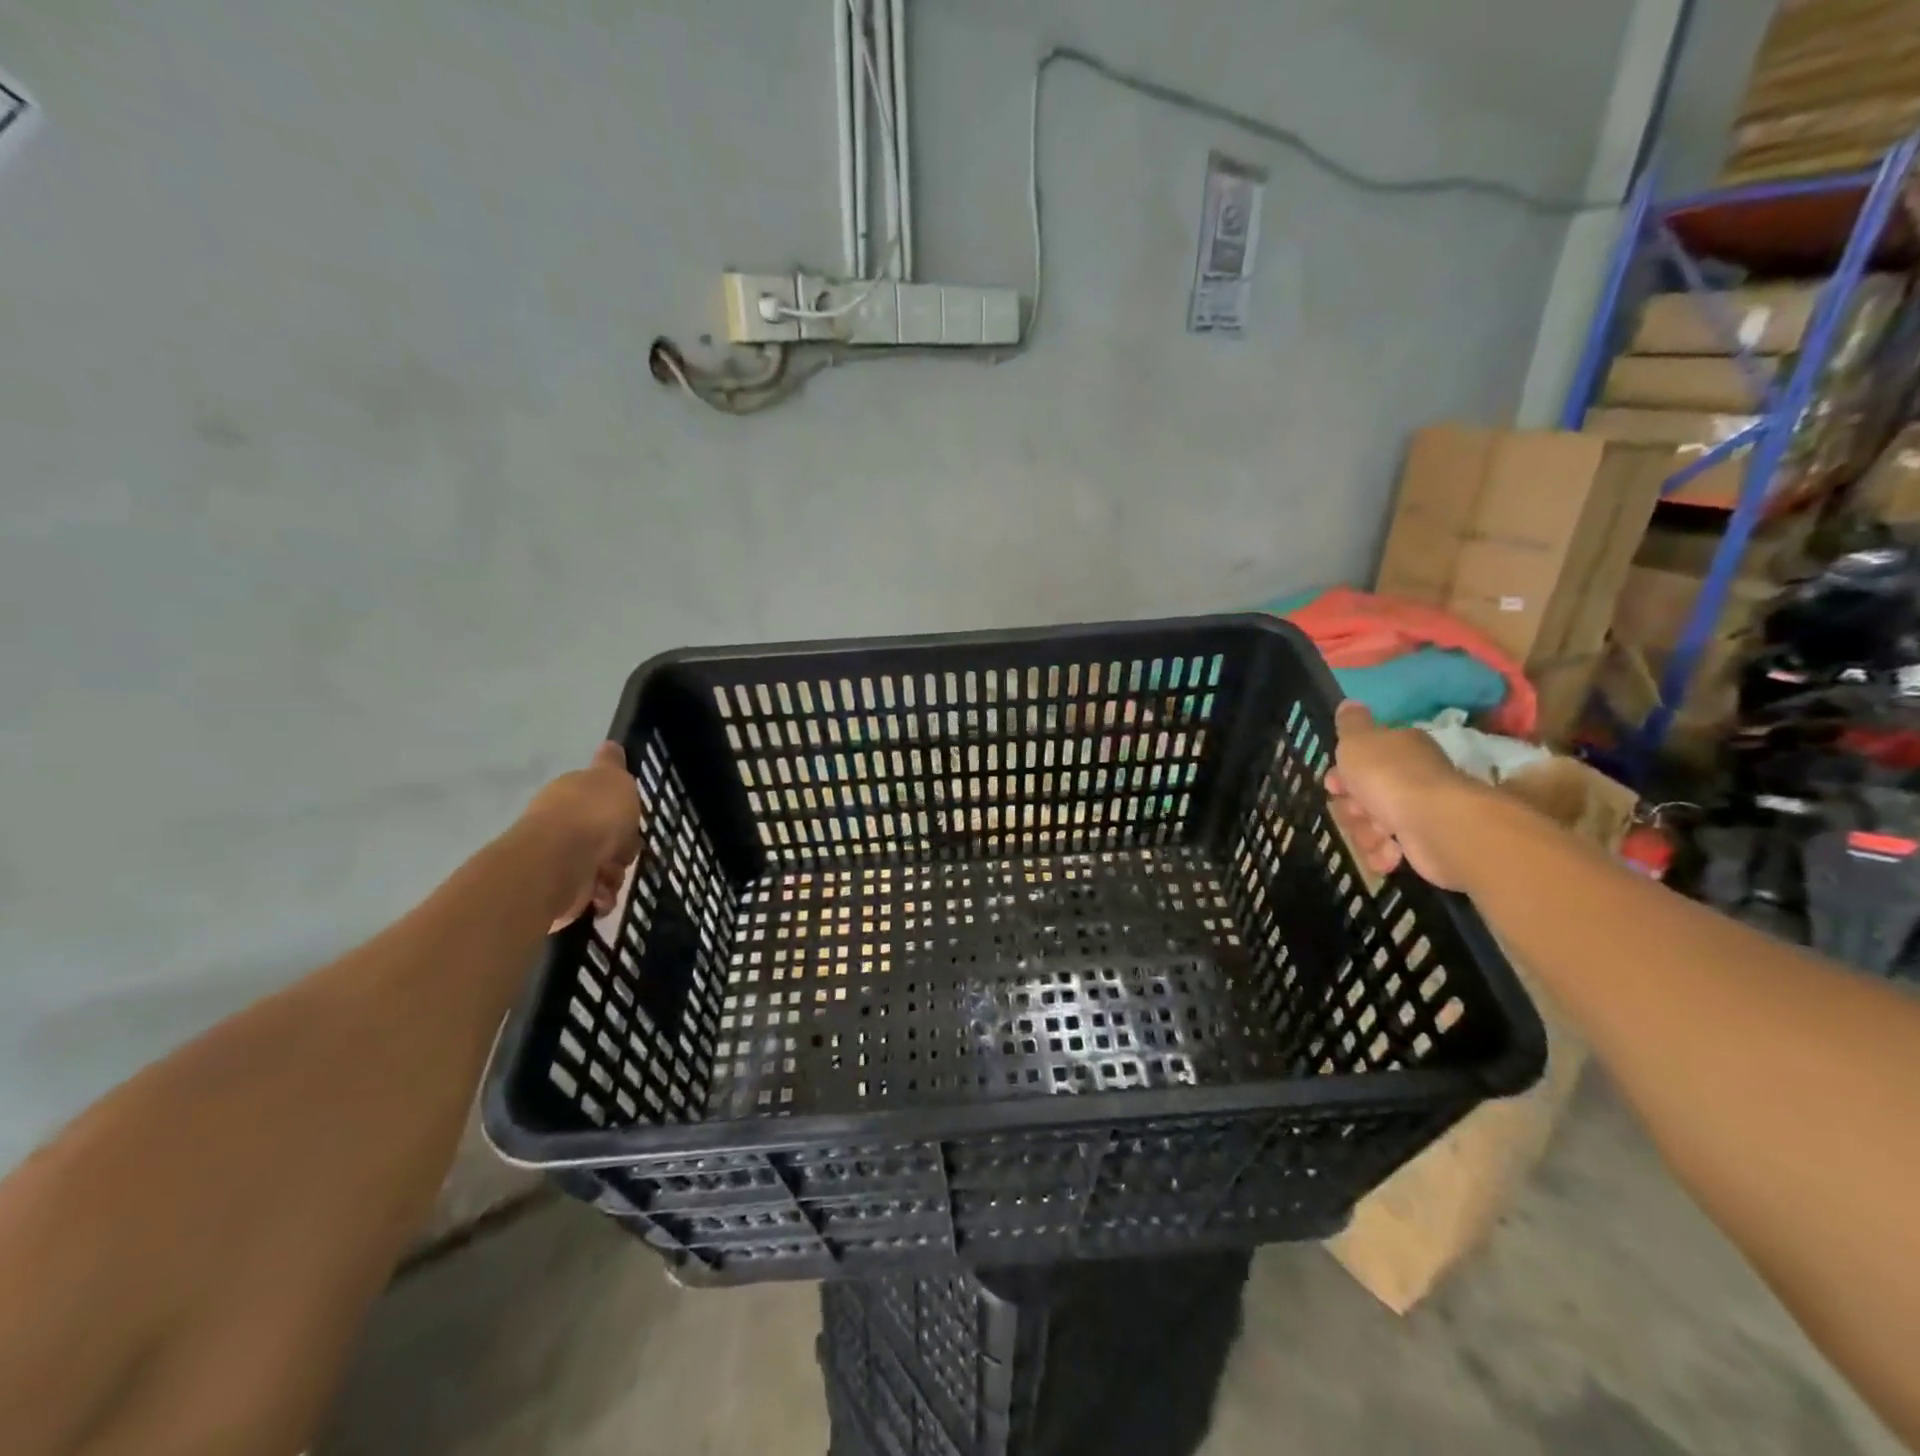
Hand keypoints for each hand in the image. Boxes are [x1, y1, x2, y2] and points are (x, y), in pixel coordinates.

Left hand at [521, 742, 642, 930]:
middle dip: (622, 847)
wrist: (560, 862)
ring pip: (604, 867)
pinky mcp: (559, 891)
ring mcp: (560, 859)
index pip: (600, 799)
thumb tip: (609, 745)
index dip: (620, 808)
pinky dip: (601, 897)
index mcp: (572, 794)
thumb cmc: (593, 815)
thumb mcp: (614, 779)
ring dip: (614, 875)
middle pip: (607, 837)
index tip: (631, 817)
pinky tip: (600, 895)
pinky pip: (593, 895)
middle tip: (624, 850)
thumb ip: (613, 766)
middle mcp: (563, 825)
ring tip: (608, 875)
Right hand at [1325, 701, 1482, 890]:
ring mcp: (1420, 810)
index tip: (1333, 785)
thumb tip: (1349, 702)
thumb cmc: (1389, 777)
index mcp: (1399, 748)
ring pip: (1373, 823)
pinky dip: (1384, 853)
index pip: (1363, 758)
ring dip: (1365, 833)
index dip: (1343, 773)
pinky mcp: (1425, 843)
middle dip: (1352, 808)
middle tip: (1356, 812)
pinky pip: (1390, 848)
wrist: (1436, 824)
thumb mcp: (1358, 741)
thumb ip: (1351, 723)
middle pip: (1364, 794)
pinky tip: (1388, 854)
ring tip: (1376, 837)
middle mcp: (1412, 776)